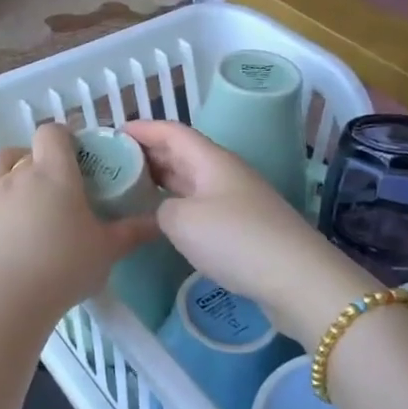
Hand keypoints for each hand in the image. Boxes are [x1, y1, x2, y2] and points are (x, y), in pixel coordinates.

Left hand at [0, 125, 156, 329]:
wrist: (5, 299)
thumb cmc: (64, 265)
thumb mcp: (108, 250)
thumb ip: (132, 232)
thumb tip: (157, 221)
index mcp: (52, 173)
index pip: (52, 133)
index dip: (63, 137)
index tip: (76, 155)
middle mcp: (16, 178)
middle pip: (18, 151)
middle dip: (32, 159)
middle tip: (50, 183)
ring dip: (5, 180)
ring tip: (22, 204)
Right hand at [121, 120, 374, 348]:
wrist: (296, 279)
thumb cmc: (235, 240)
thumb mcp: (182, 221)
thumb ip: (160, 208)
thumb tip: (162, 210)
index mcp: (210, 159)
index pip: (171, 131)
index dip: (142, 128)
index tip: (111, 133)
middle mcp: (224, 172)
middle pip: (181, 153)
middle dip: (148, 153)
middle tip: (113, 163)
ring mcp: (236, 199)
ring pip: (191, 179)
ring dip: (161, 180)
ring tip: (129, 188)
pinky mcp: (243, 226)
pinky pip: (201, 203)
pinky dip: (177, 203)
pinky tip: (162, 218)